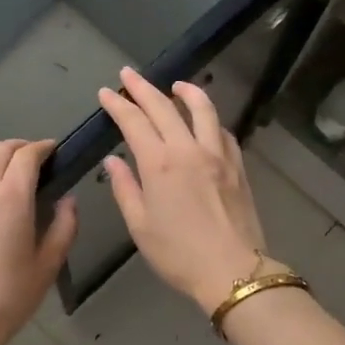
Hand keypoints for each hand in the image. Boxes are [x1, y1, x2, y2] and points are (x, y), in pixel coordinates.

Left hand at [0, 139, 77, 344]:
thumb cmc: (9, 298)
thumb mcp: (48, 265)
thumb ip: (64, 226)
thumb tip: (68, 200)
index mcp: (13, 197)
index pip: (27, 155)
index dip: (43, 147)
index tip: (53, 151)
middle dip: (19, 146)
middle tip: (33, 158)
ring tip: (1, 159)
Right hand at [97, 67, 272, 314]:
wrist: (232, 270)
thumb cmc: (178, 254)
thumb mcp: (141, 226)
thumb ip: (125, 188)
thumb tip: (113, 161)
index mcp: (159, 164)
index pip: (134, 122)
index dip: (118, 105)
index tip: (107, 92)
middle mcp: (188, 149)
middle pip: (164, 107)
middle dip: (143, 88)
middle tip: (129, 74)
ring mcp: (218, 154)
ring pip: (202, 109)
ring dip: (186, 91)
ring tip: (175, 84)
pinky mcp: (238, 165)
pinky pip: (222, 131)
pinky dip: (209, 119)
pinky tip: (205, 121)